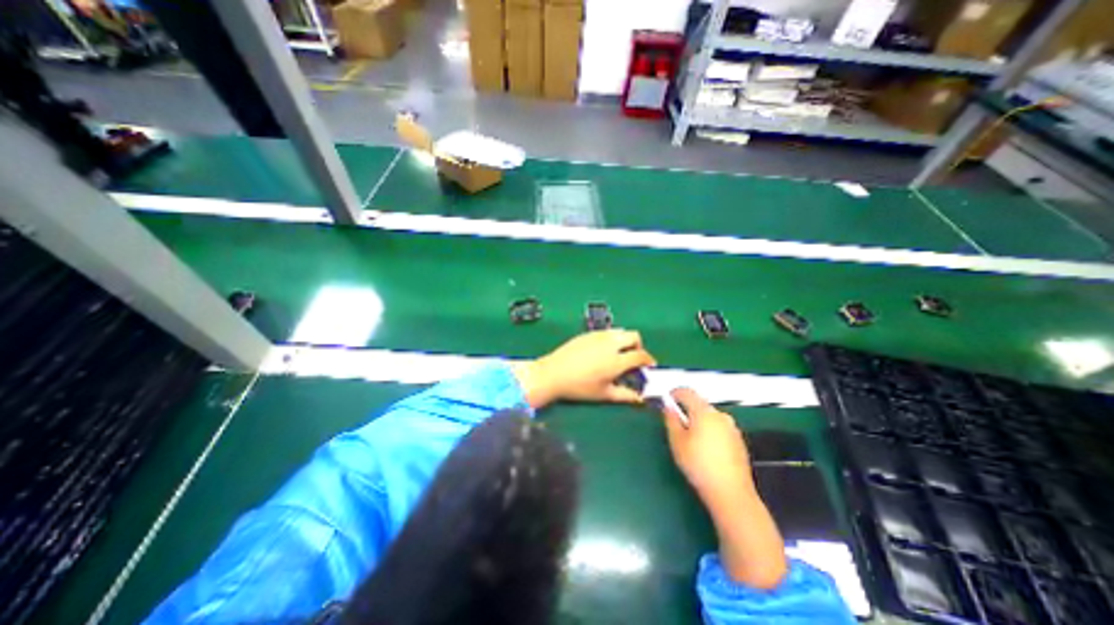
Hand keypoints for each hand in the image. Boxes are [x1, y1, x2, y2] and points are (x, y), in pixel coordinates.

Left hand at [510, 330, 653, 406]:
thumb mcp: (604, 394)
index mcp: (616, 360)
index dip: (648, 360)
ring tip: (618, 354)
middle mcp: (610, 344)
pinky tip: (602, 351)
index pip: (640, 355)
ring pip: (620, 331)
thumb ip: (625, 395)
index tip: (649, 366)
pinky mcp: (588, 333)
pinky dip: (611, 339)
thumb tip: (641, 398)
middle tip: (633, 358)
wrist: (553, 373)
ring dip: (625, 340)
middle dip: (638, 345)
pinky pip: (606, 332)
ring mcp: (598, 336)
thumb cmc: (579, 387)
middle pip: (634, 336)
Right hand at [654, 388, 786, 588]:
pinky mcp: (739, 443)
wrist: (732, 499)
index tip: (663, 399)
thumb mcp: (677, 442)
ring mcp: (733, 430)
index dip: (673, 393)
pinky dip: (707, 430)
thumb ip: (671, 420)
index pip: (686, 392)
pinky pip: (718, 428)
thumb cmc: (699, 469)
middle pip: (698, 403)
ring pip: (709, 416)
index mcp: (706, 413)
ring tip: (685, 437)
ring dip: (696, 420)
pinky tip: (703, 448)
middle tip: (671, 422)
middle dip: (684, 408)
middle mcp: (722, 417)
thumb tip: (667, 406)